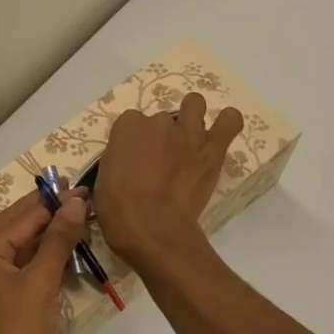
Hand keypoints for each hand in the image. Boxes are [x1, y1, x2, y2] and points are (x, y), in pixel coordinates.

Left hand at [0, 189, 88, 333]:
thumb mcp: (41, 283)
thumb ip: (58, 240)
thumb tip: (75, 202)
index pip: (19, 219)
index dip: (50, 202)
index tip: (78, 187)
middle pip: (19, 231)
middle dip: (49, 215)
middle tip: (80, 196)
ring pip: (25, 252)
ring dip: (52, 238)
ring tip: (82, 220)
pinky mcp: (10, 307)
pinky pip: (30, 274)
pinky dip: (49, 263)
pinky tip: (72, 256)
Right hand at [93, 92, 242, 271]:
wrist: (153, 228)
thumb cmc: (118, 209)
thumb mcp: (104, 178)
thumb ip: (120, 160)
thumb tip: (130, 163)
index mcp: (127, 126)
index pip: (131, 122)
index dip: (134, 141)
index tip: (134, 158)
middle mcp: (158, 121)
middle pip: (161, 118)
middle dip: (161, 135)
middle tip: (161, 158)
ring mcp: (187, 132)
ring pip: (195, 105)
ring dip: (192, 117)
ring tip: (190, 138)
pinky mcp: (212, 149)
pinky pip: (229, 122)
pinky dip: (227, 122)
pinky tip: (222, 129)